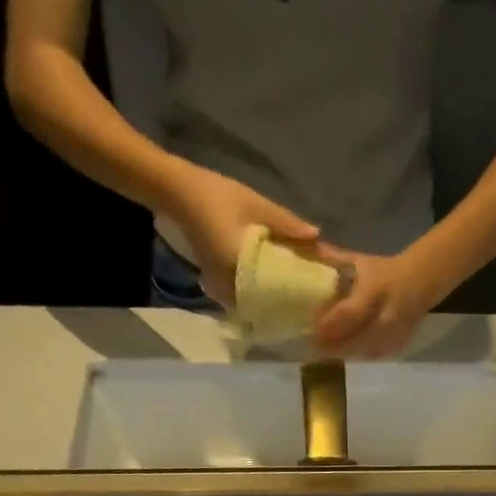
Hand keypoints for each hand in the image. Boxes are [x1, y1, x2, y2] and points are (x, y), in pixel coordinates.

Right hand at [166, 165, 319, 306]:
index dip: (298, 294)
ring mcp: (222, 289)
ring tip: (299, 290)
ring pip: (256, 302)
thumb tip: (318, 237)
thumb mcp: (256, 205)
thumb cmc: (216, 196)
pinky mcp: (219, 285)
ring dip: (275, 298)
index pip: (275, 292)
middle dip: (289, 299)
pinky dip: (262, 293)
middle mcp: (230, 286)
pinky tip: (277, 282)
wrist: (177, 193)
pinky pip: (246, 296)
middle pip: (267, 303)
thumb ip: (286, 224)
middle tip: (312, 293)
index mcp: (240, 268)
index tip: (317, 291)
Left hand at [312, 246, 444, 357]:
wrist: (421, 282)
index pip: (349, 313)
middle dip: (333, 345)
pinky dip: (357, 356)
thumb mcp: (361, 261)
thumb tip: (309, 250)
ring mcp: (394, 334)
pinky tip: (344, 353)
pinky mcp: (397, 346)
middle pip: (355, 339)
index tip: (312, 328)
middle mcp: (386, 315)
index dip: (330, 323)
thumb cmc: (385, 271)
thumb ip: (335, 260)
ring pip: (363, 352)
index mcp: (375, 290)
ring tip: (325, 352)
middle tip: (313, 347)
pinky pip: (372, 356)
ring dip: (343, 353)